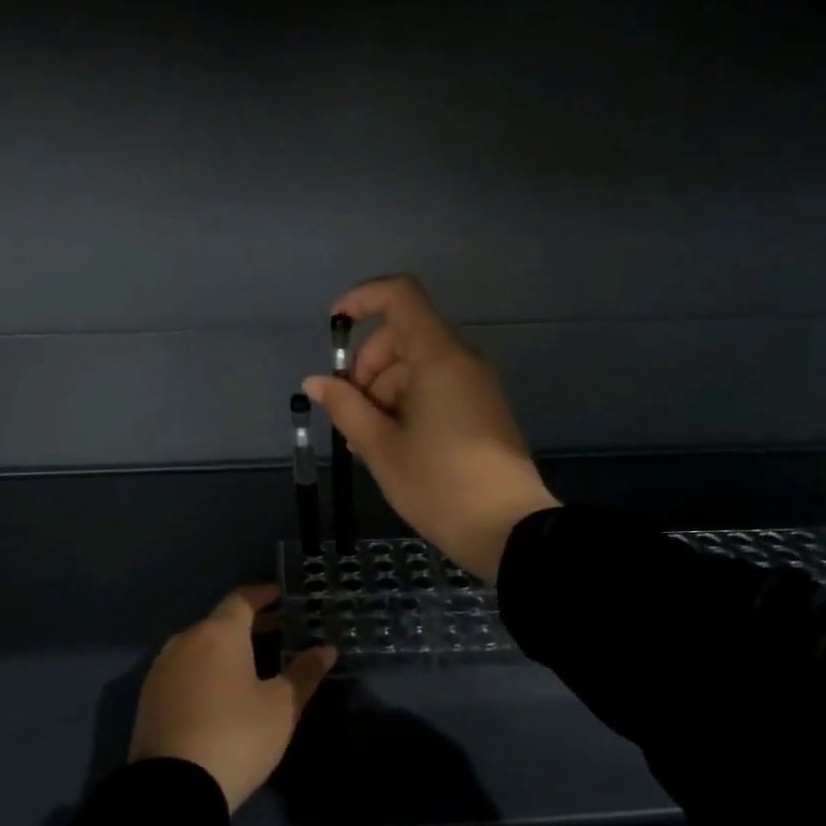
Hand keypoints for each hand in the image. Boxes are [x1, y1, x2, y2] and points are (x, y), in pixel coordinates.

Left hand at [128, 585, 337, 811]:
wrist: (173, 788)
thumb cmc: (236, 737)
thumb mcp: (282, 708)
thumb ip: (304, 673)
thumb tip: (325, 649)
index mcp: (218, 634)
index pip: (242, 599)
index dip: (264, 596)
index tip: (282, 597)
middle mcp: (185, 641)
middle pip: (219, 622)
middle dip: (249, 625)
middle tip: (278, 634)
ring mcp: (161, 669)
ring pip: (198, 646)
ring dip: (224, 649)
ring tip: (251, 666)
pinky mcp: (148, 697)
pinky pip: (182, 670)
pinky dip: (204, 670)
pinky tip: (219, 692)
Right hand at [304, 275, 558, 581]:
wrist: (508, 530)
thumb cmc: (438, 485)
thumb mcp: (381, 449)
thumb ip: (346, 407)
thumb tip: (316, 381)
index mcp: (439, 357)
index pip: (400, 296)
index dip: (362, 299)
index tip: (333, 328)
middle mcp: (462, 360)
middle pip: (405, 335)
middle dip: (368, 365)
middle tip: (350, 414)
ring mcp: (477, 385)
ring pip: (419, 366)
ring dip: (384, 391)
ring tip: (367, 443)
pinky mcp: (483, 410)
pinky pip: (438, 388)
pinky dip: (408, 404)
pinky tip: (393, 446)